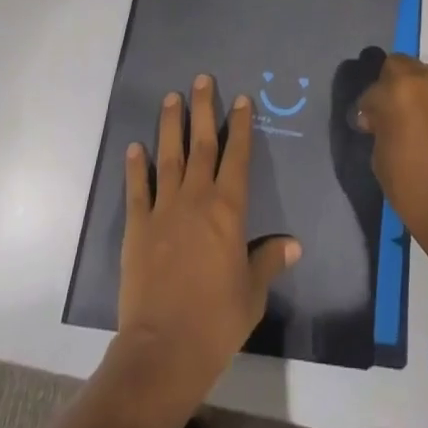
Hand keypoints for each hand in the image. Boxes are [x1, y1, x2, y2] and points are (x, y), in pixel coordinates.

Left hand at [114, 76, 300, 418]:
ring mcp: (164, 209)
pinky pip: (137, 188)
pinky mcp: (137, 227)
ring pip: (168, 156)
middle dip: (203, 109)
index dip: (240, 125)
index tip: (240, 98)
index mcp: (228, 209)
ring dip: (170, 125)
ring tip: (171, 97)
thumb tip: (293, 245)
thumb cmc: (217, 320)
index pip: (237, 156)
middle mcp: (196, 198)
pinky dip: (135, 166)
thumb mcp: (252, 293)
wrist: (164, 348)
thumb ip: (268, 261)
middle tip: (202, 79)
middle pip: (201, 144)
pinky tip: (134, 147)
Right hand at [353, 55, 427, 261]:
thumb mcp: (381, 157)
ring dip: (419, 92)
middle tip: (391, 113)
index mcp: (399, 90)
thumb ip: (379, 126)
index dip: (368, 107)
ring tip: (418, 123)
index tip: (368, 126)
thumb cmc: (413, 188)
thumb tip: (379, 119)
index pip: (374, 88)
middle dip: (392, 84)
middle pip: (402, 65)